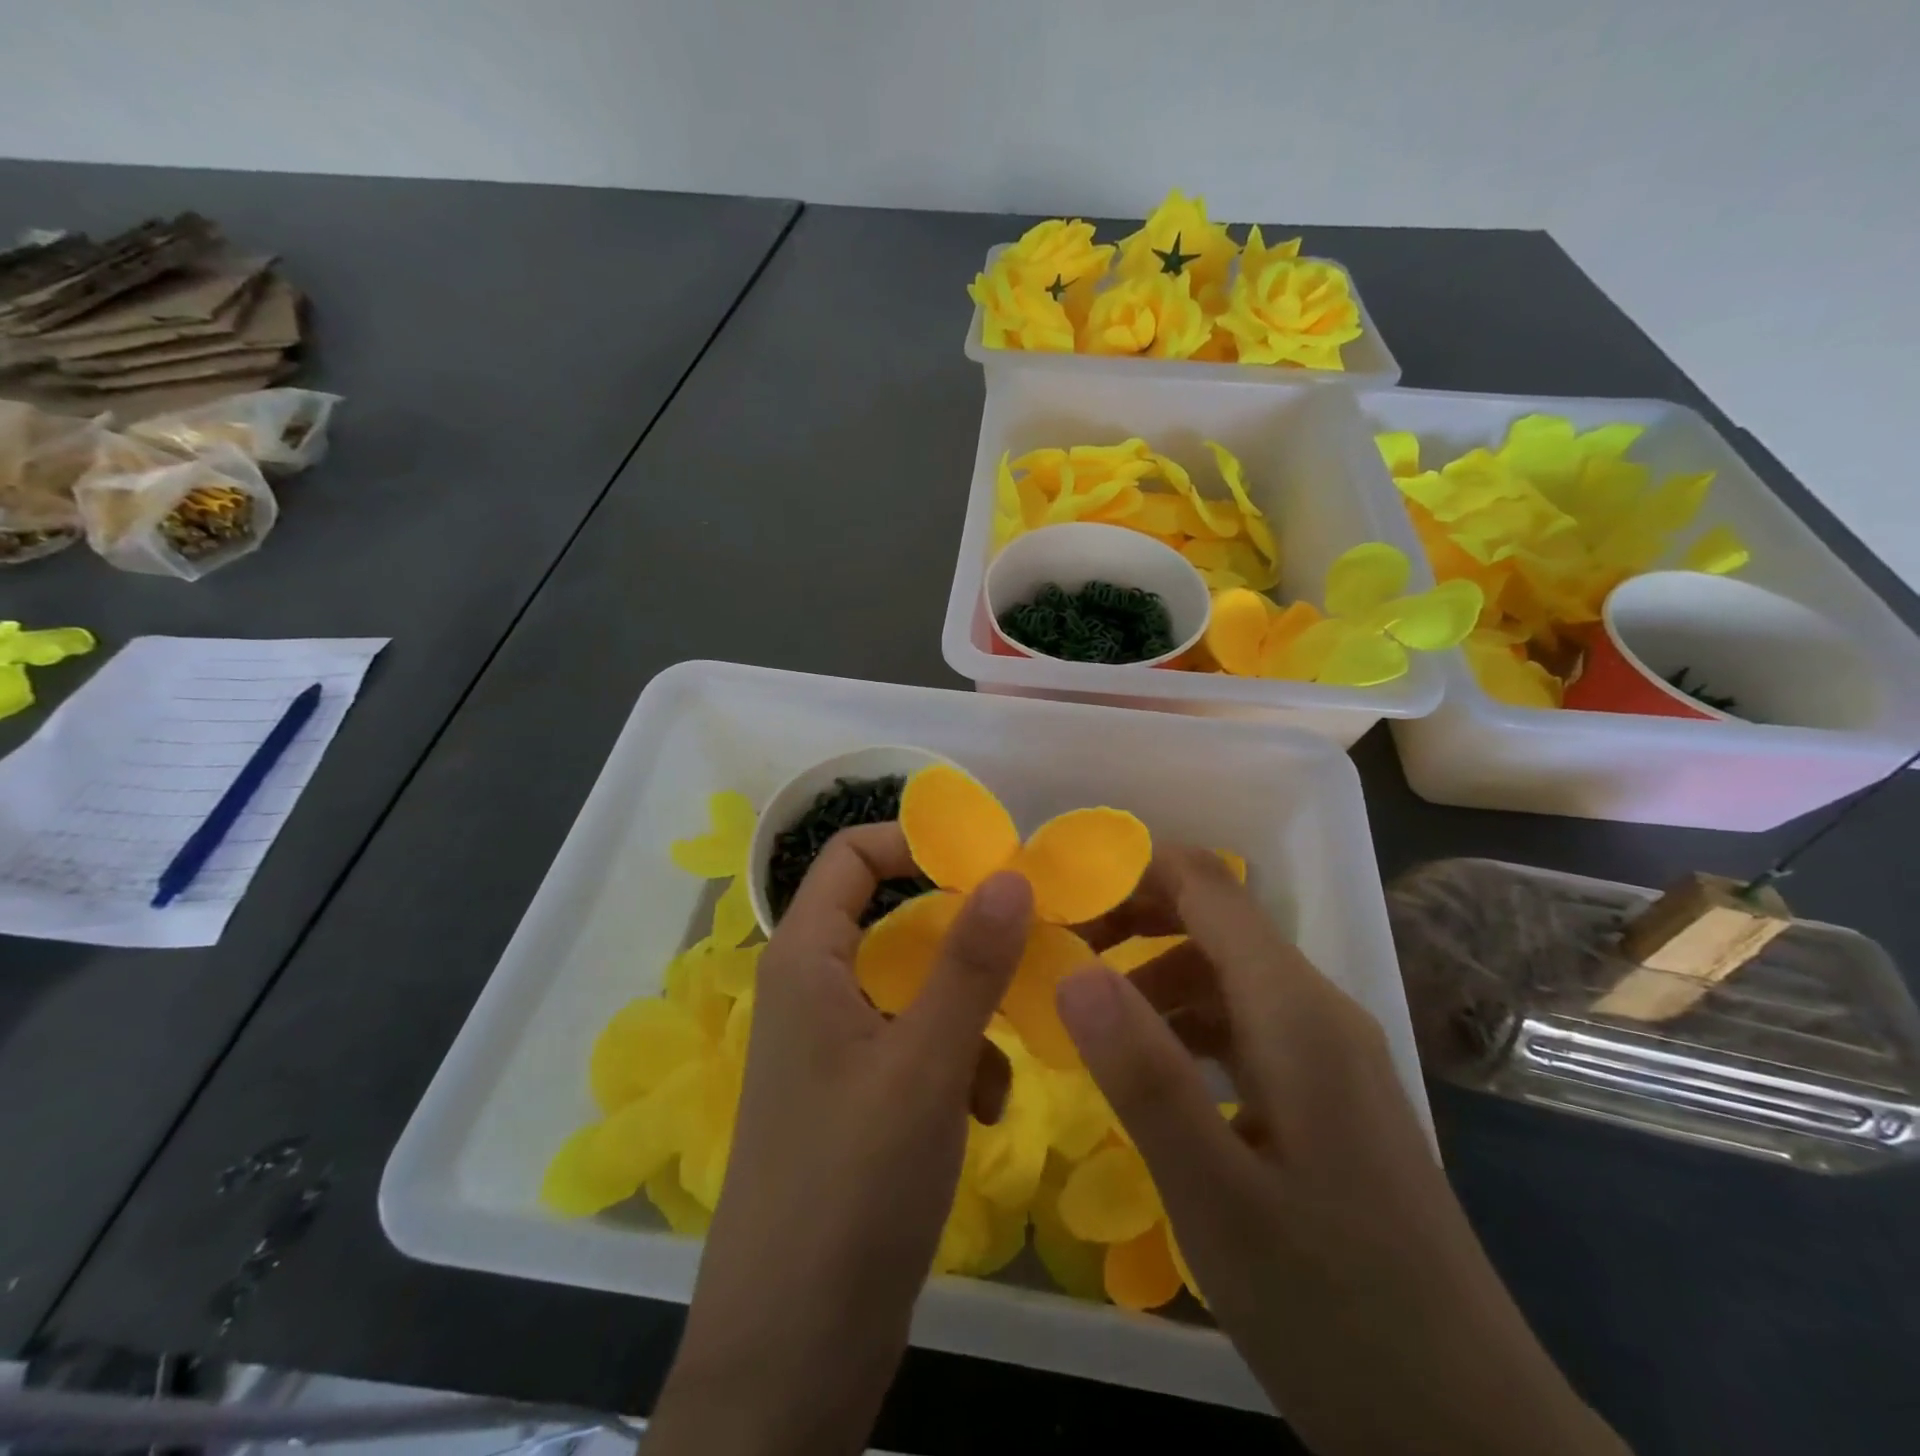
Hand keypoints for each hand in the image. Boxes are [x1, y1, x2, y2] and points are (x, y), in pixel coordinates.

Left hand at [647, 824, 1031, 1455]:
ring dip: (967, 1008)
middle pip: (892, 918)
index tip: (989, 864)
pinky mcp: (855, 1095)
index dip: (915, 843)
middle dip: (961, 934)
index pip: (851, 854)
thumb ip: (968, 963)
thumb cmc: (851, 1189)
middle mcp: (814, 989)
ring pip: (913, 985)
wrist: (791, 1356)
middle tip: (1028, 945)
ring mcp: (833, 1045)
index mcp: (807, 959)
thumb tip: (1010, 872)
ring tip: (1005, 1056)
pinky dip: (955, 1060)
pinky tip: (984, 1111)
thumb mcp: (924, 1065)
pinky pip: (913, 1042)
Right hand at [1059, 847, 1629, 1455]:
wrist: (1471, 1432)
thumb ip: (1143, 1075)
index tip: (1058, 895)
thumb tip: (1073, 971)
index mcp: (1296, 1011)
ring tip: (1086, 1021)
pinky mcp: (1328, 1096)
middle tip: (1056, 954)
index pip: (1207, 886)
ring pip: (1225, 975)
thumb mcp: (1216, 1197)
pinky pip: (1244, 1026)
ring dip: (1153, 978)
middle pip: (1214, 921)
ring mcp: (1329, 1054)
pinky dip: (1184, 1026)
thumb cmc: (1335, 1309)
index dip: (1132, 871)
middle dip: (1132, 921)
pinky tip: (1149, 1074)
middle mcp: (1317, 1011)